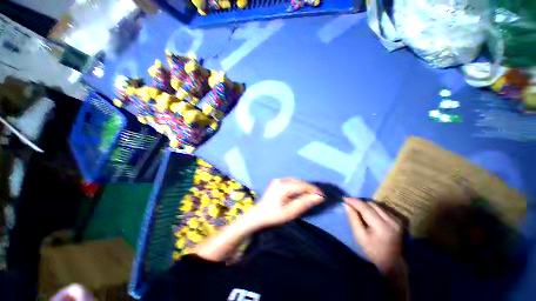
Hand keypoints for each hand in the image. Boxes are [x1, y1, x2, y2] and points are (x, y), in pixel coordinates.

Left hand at [249, 178, 324, 227]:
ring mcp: (277, 180)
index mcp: (283, 186)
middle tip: (318, 195)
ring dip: (303, 186)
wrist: (257, 216)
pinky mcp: (276, 183)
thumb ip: (304, 203)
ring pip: (294, 181)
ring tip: (311, 193)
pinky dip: (296, 186)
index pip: (302, 185)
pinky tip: (300, 191)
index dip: (313, 190)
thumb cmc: (273, 216)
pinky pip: (290, 182)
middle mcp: (280, 180)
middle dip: (309, 188)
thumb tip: (318, 197)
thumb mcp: (290, 212)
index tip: (322, 195)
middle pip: (298, 182)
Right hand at [344, 198, 402, 273]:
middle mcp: (391, 220)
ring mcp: (396, 219)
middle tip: (350, 204)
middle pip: (372, 204)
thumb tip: (346, 205)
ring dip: (366, 205)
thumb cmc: (373, 251)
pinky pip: (382, 208)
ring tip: (358, 209)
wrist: (392, 262)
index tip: (344, 198)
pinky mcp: (398, 219)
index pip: (365, 208)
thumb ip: (353, 219)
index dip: (354, 201)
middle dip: (360, 202)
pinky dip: (374, 208)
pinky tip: (369, 213)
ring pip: (377, 205)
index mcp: (381, 226)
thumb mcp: (359, 236)